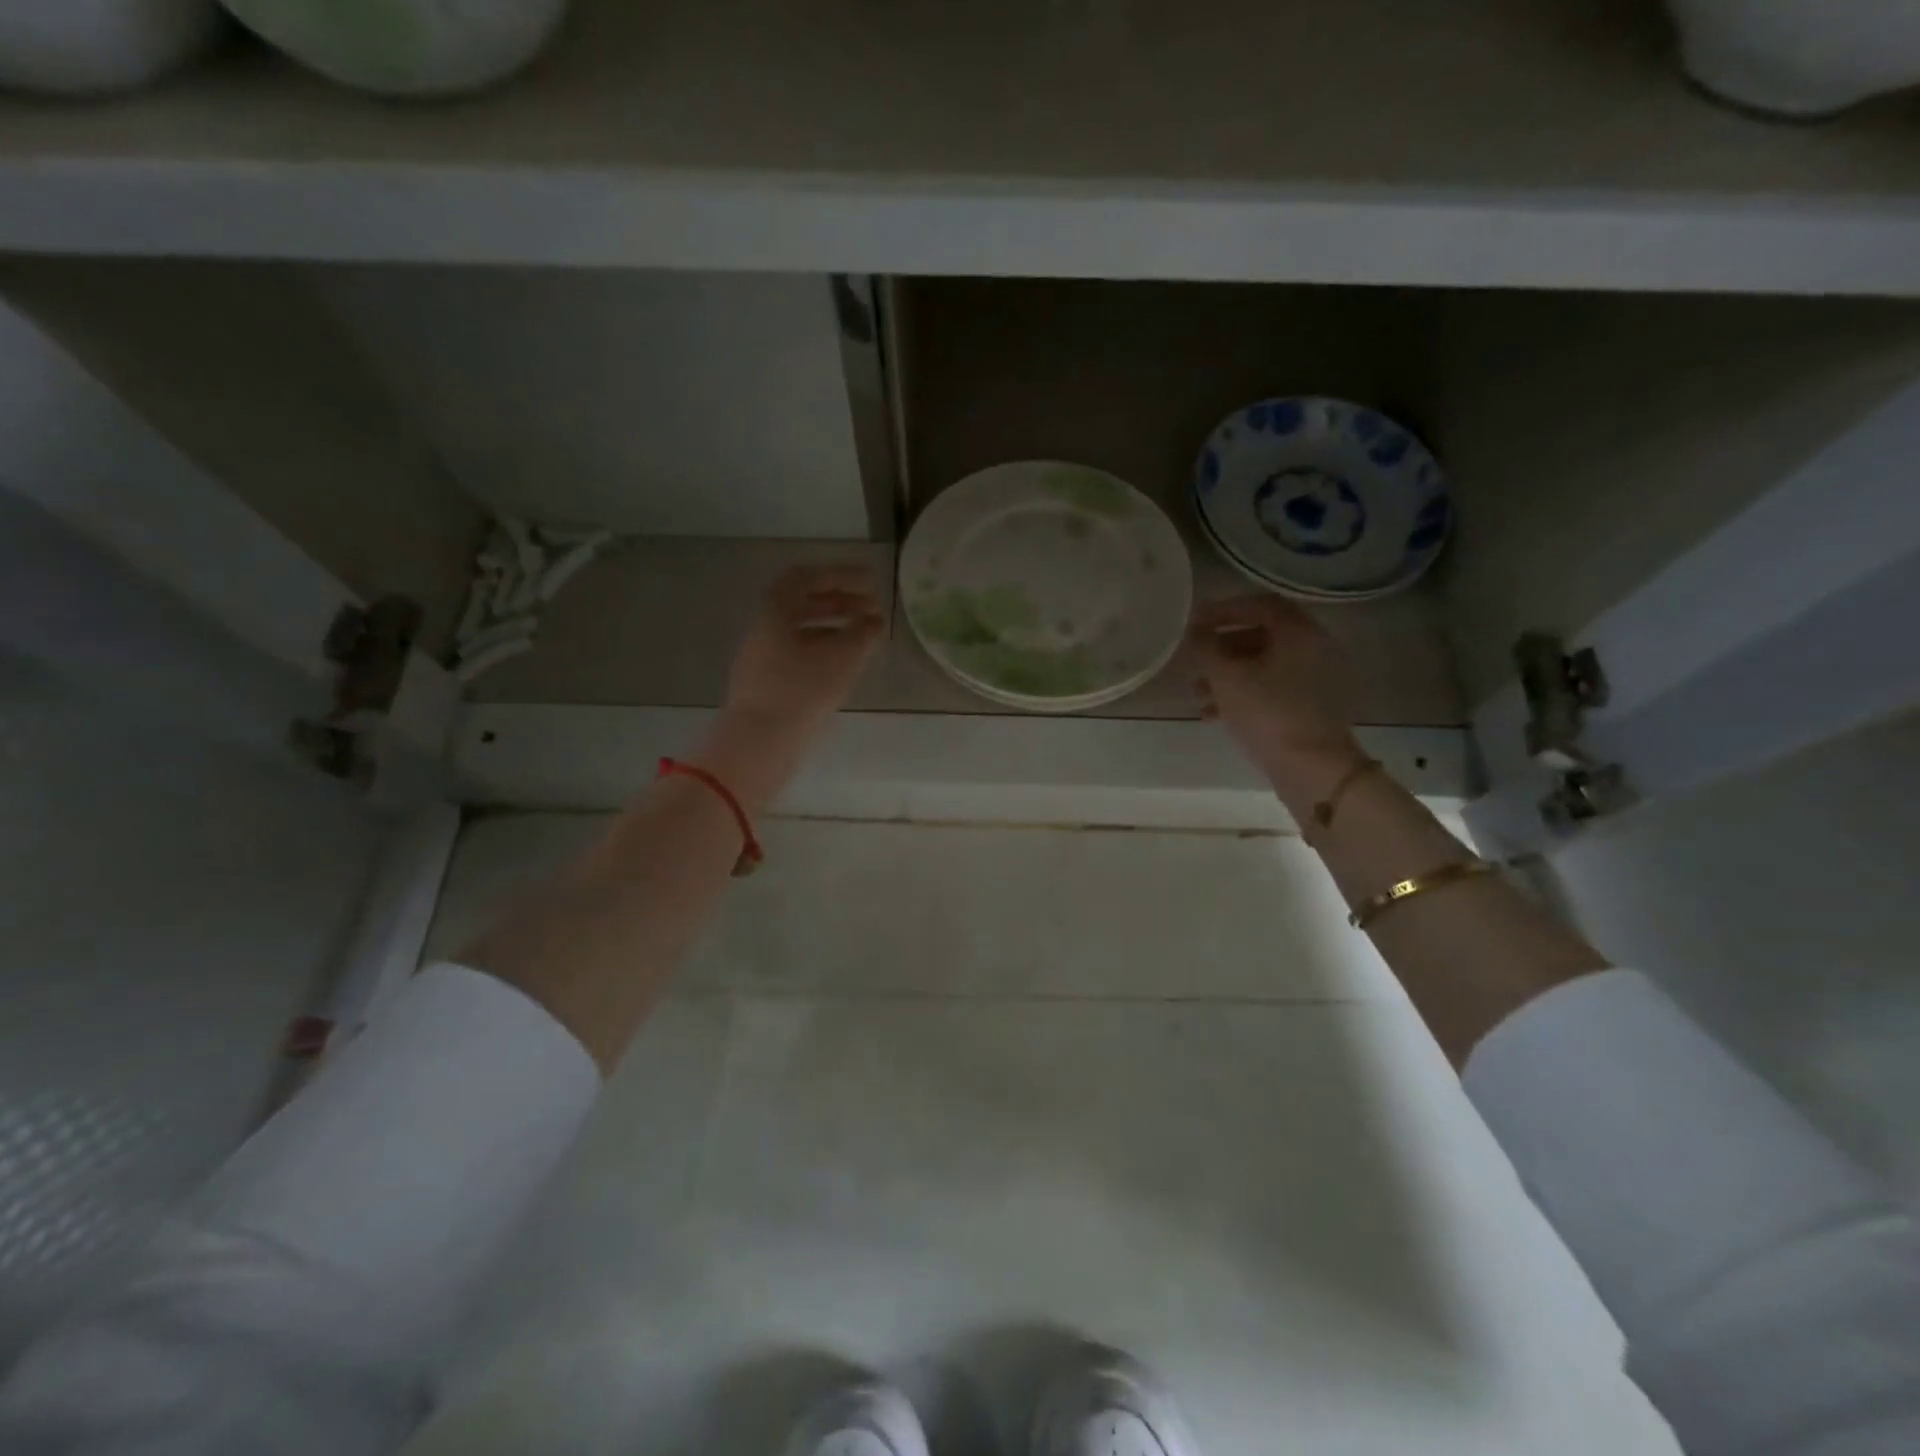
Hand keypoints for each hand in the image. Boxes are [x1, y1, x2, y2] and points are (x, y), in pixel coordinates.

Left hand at [723, 564, 885, 736]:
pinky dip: (824, 651)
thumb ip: (863, 632)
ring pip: (801, 632)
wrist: (760, 743)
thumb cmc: (802, 689)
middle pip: (803, 604)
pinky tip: (845, 667)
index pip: (807, 578)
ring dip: (834, 627)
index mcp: (775, 611)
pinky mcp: (767, 685)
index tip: (870, 580)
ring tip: (864, 637)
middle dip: (841, 602)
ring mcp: (762, 659)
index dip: (841, 575)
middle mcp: (764, 629)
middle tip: (872, 609)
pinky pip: (798, 655)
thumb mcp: (842, 657)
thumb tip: (875, 620)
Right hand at [1188, 595, 1364, 804]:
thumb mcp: (1226, 678)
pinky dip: (1242, 694)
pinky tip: (1213, 714)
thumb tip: (1193, 630)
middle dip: (1221, 648)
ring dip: (1227, 675)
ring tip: (1197, 694)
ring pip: (1262, 666)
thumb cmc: (1268, 713)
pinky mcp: (1310, 706)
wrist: (1312, 768)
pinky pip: (1271, 689)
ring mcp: (1314, 679)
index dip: (1224, 609)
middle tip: (1194, 660)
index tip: (1194, 622)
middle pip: (1260, 636)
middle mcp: (1313, 648)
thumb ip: (1205, 648)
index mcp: (1299, 632)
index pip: (1259, 605)